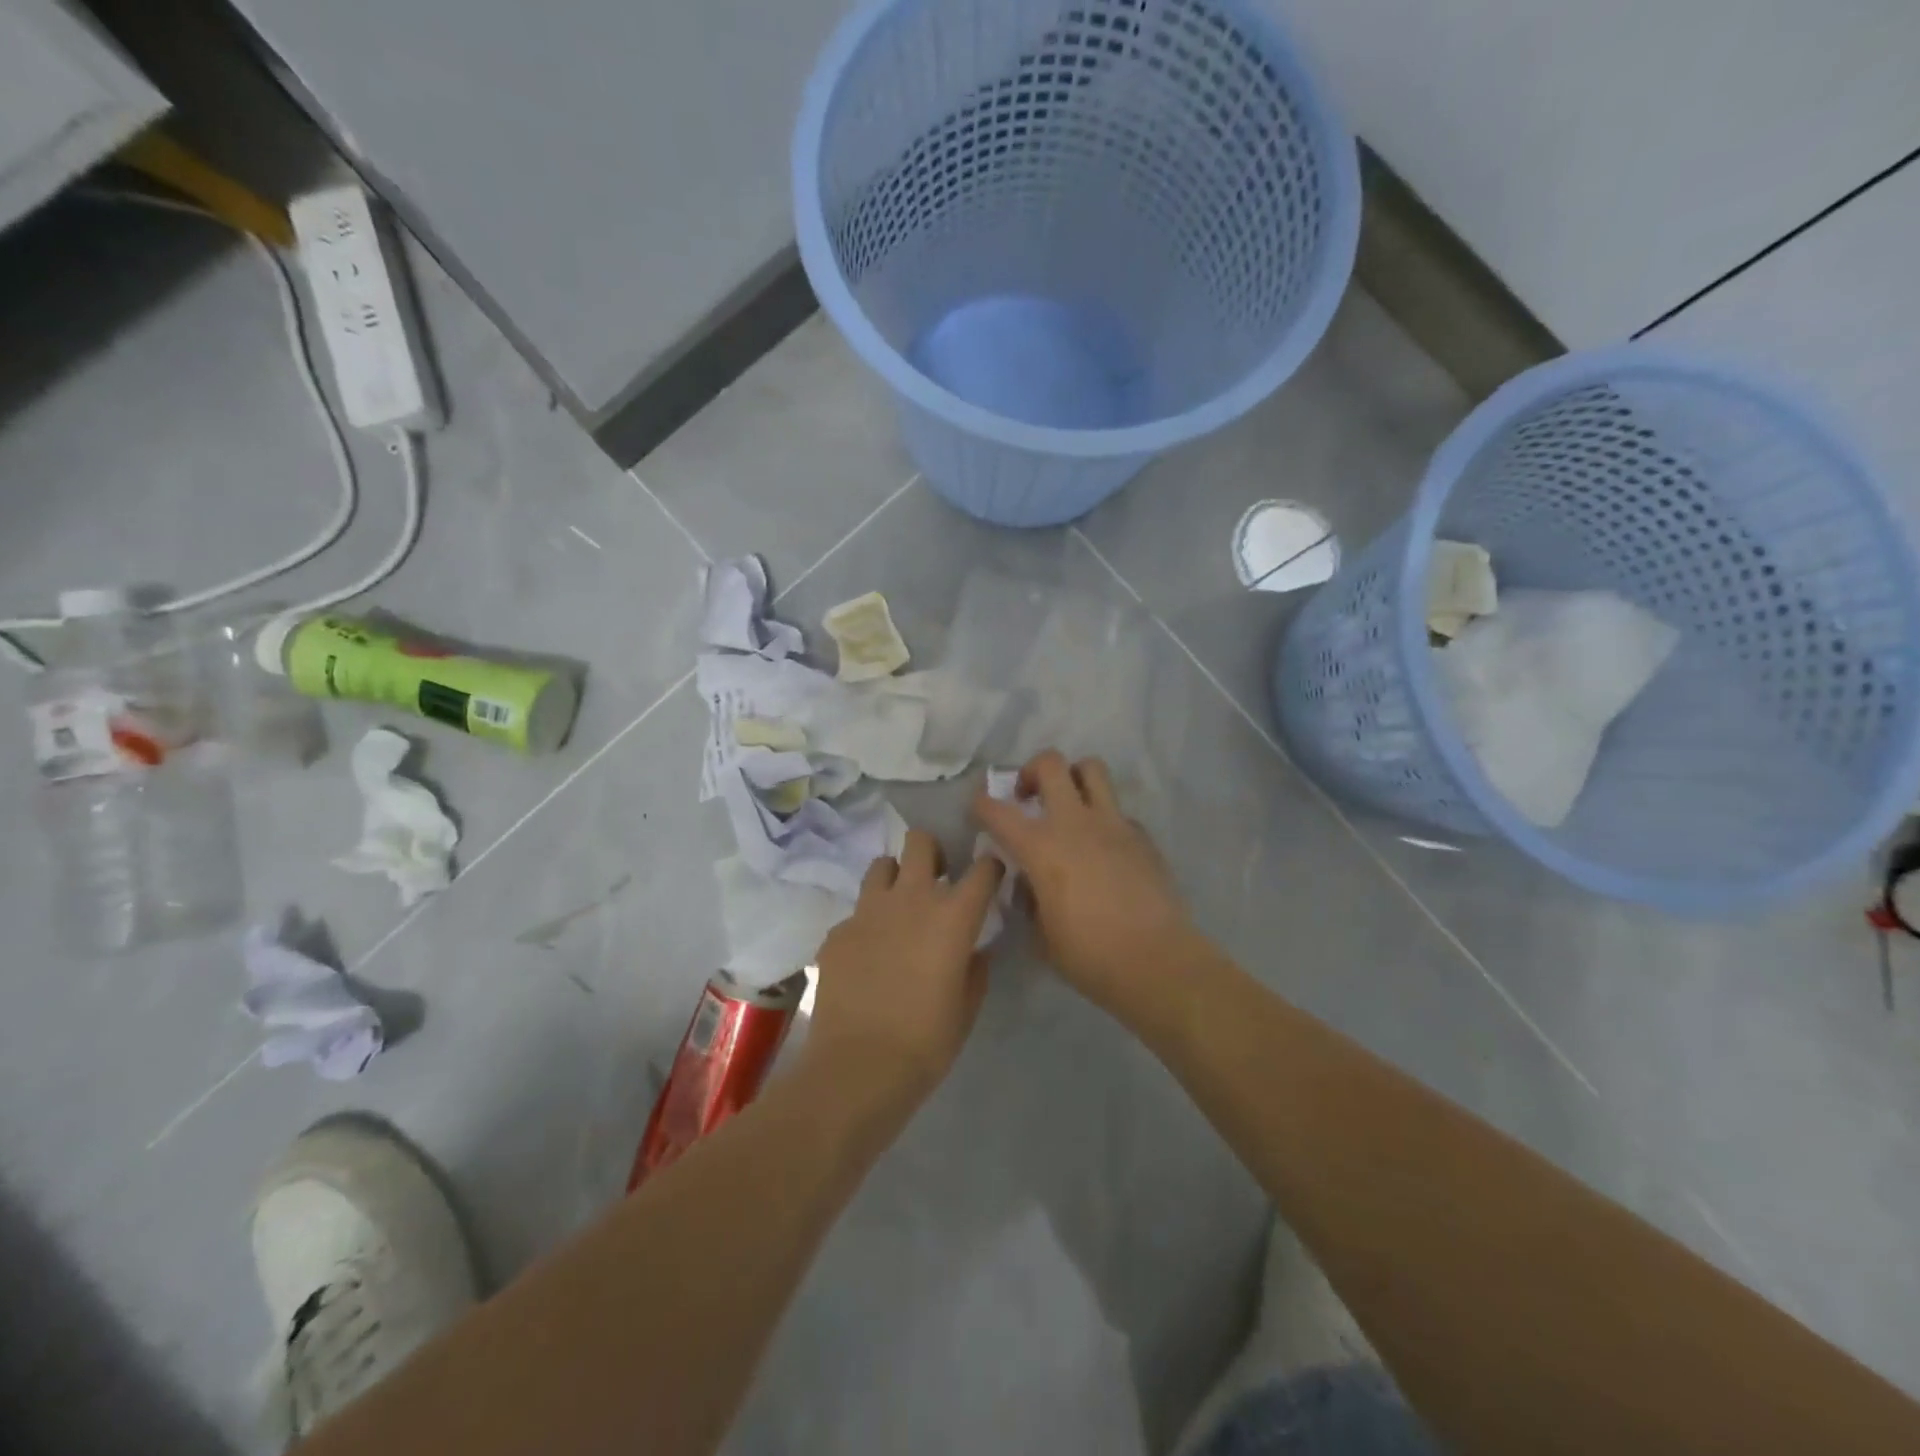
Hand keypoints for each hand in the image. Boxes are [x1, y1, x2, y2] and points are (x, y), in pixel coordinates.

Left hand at [805, 829, 1003, 1108]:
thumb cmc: (926, 1041)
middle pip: (921, 841)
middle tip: (935, 880)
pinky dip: (866, 923)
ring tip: (897, 909)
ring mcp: (868, 910)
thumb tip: (974, 950)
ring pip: (882, 865)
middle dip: (932, 852)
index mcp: (953, 915)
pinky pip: (856, 912)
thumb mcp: (967, 1007)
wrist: (858, 1067)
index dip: (990, 869)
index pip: (983, 868)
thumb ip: (975, 968)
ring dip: (894, 879)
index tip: (989, 879)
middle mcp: (911, 898)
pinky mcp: (837, 930)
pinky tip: (867, 955)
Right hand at [973, 750, 1195, 1013]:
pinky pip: (1117, 810)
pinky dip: (1104, 818)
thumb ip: (1029, 899)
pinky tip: (1103, 847)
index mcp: (1041, 847)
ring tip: (1069, 803)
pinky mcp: (1141, 835)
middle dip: (1031, 771)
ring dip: (1073, 777)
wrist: (1157, 962)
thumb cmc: (1090, 956)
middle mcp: (1075, 823)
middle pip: (1050, 763)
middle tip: (1028, 797)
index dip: (981, 805)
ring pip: (1091, 768)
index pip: (997, 810)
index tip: (979, 811)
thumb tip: (1030, 882)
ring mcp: (1113, 824)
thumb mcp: (1041, 935)